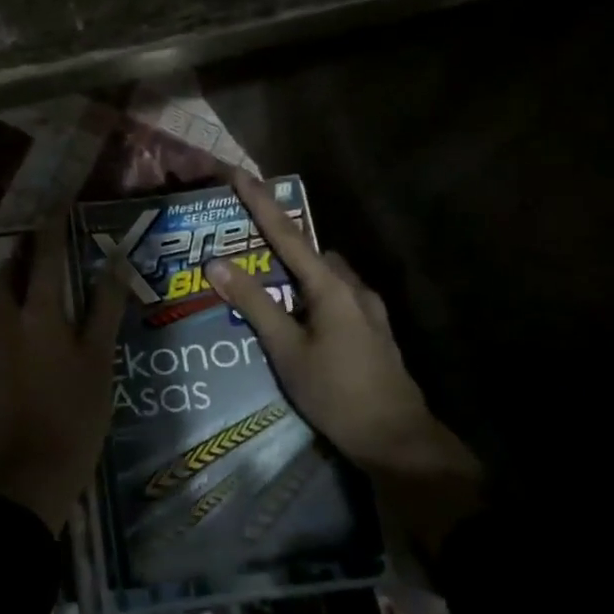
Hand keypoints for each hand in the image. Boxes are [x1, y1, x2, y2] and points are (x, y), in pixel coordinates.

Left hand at [0, 220, 127, 533]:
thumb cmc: (76, 411)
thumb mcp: (99, 357)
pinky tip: (36, 312)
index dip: (53, 228)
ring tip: (42, 271)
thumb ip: (105, 307)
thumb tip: (115, 261)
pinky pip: (1, 316)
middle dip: (25, 252)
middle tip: (48, 241)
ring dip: (16, 276)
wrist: (34, 470)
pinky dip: (14, 300)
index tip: (61, 204)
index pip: (44, 256)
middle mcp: (10, 319)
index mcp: (37, 312)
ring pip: (0, 295)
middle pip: (9, 272)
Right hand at [203, 169, 482, 550]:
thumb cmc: (337, 394)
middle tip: (241, 241)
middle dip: (276, 238)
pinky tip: (296, 315)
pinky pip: (334, 295)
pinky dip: (309, 292)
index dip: (260, 202)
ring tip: (263, 280)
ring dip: (295, 268)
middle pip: (308, 250)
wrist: (398, 440)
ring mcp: (367, 308)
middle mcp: (352, 287)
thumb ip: (254, 304)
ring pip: (324, 274)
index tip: (237, 173)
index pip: (288, 234)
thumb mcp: (287, 350)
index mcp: (331, 286)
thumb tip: (216, 263)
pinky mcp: (372, 329)